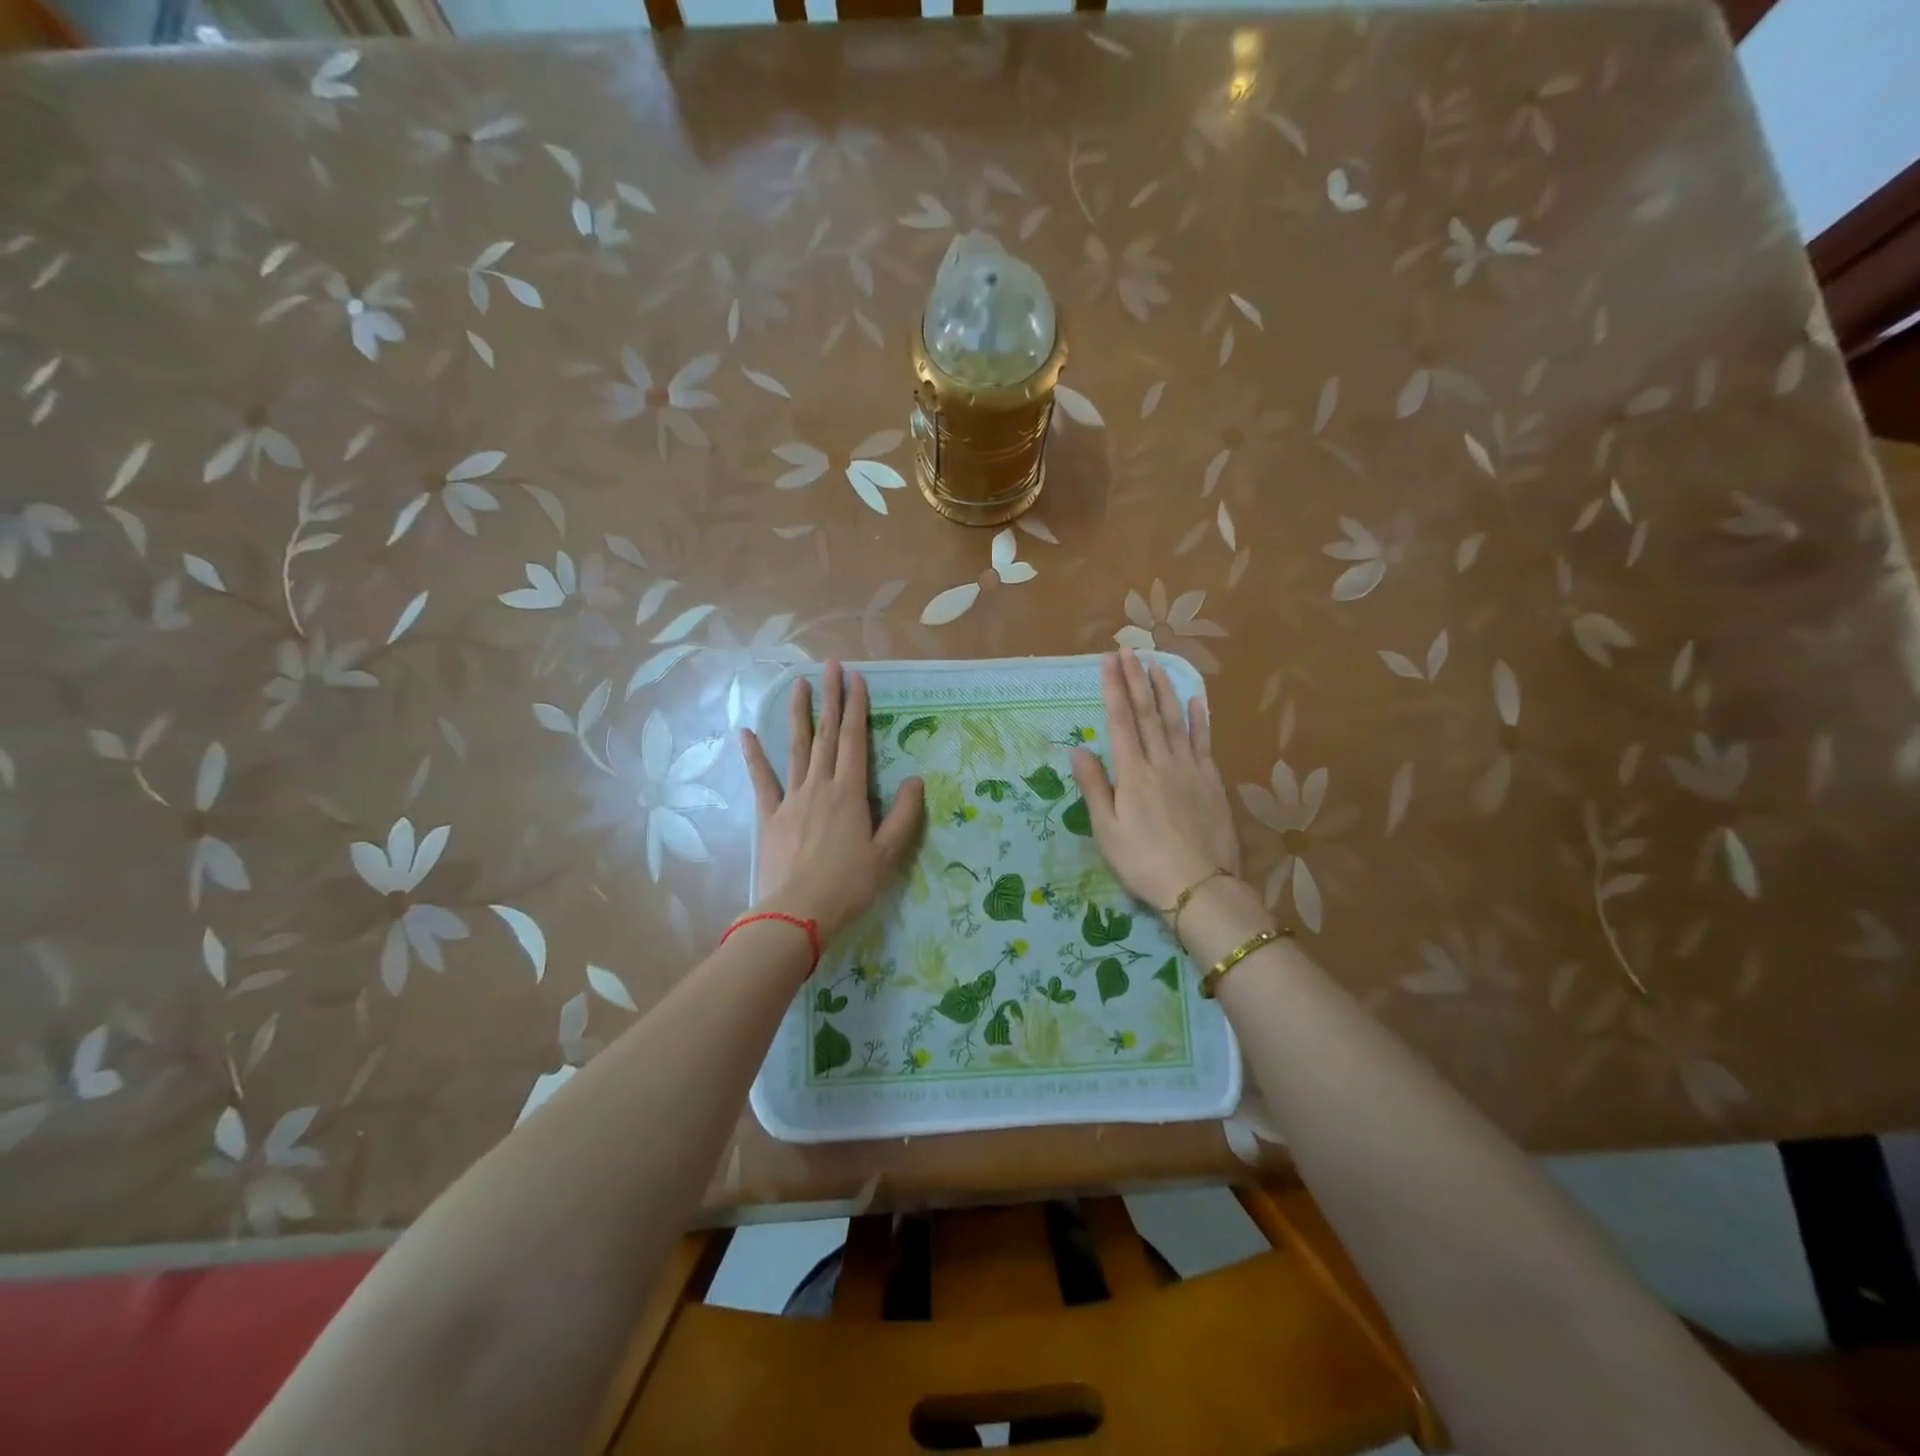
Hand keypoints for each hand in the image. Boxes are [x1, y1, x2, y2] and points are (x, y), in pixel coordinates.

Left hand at [741, 661, 925, 945]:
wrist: (797, 913)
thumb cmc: (848, 885)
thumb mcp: (888, 854)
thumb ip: (904, 815)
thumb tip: (916, 780)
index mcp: (850, 793)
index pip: (854, 740)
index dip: (856, 707)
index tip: (856, 678)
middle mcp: (820, 786)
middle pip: (826, 735)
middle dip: (830, 698)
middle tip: (830, 666)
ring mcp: (791, 799)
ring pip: (795, 748)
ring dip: (798, 714)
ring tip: (797, 684)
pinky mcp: (770, 816)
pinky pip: (762, 780)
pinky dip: (754, 755)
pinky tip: (746, 732)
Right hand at [1071, 649, 1240, 911]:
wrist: (1199, 886)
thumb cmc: (1143, 862)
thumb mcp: (1106, 830)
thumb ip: (1094, 786)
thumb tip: (1079, 748)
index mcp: (1133, 774)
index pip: (1121, 722)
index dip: (1114, 689)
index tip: (1109, 661)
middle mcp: (1162, 762)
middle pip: (1148, 713)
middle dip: (1136, 680)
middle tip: (1129, 651)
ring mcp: (1190, 770)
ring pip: (1177, 721)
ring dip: (1166, 690)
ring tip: (1157, 664)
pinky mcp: (1211, 782)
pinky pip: (1204, 742)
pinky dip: (1200, 718)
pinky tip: (1197, 700)